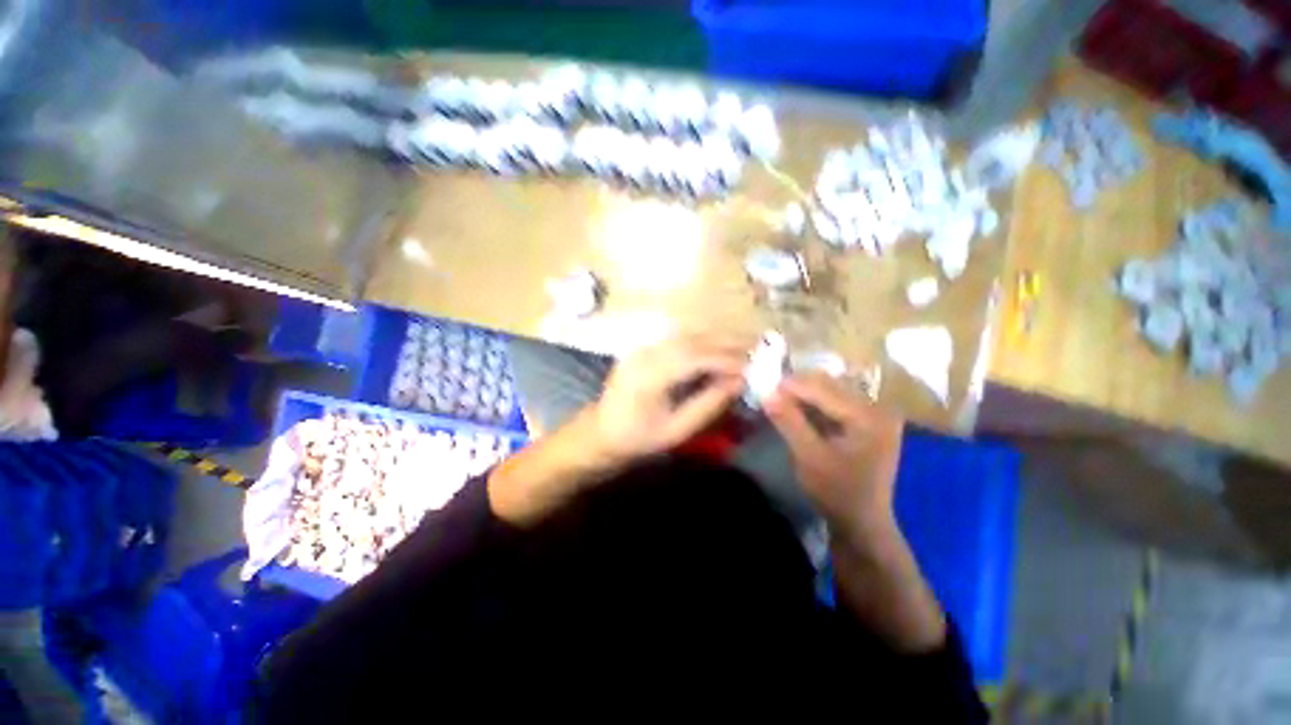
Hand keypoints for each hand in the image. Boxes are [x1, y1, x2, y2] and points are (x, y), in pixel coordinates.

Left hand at [588, 335, 749, 465]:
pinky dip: (701, 343)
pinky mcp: (642, 349)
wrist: (599, 433)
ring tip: (740, 352)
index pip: (696, 357)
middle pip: (693, 340)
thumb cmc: (637, 439)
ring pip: (686, 336)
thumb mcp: (676, 430)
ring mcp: (642, 348)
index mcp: (650, 375)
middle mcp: (645, 354)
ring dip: (715, 341)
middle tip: (754, 354)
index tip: (752, 367)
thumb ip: (708, 404)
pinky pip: (677, 340)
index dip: (727, 359)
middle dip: (725, 345)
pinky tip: (715, 352)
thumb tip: (739, 383)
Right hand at [764, 373, 903, 538]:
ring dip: (804, 393)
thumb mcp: (809, 457)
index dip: (791, 385)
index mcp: (869, 416)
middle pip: (829, 385)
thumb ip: (789, 422)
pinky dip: (814, 403)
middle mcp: (878, 407)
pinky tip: (796, 408)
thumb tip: (766, 392)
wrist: (862, 523)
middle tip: (769, 393)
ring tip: (779, 399)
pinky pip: (836, 402)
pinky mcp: (868, 421)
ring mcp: (876, 414)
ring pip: (831, 390)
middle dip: (797, 387)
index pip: (823, 389)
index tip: (763, 385)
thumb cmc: (837, 493)